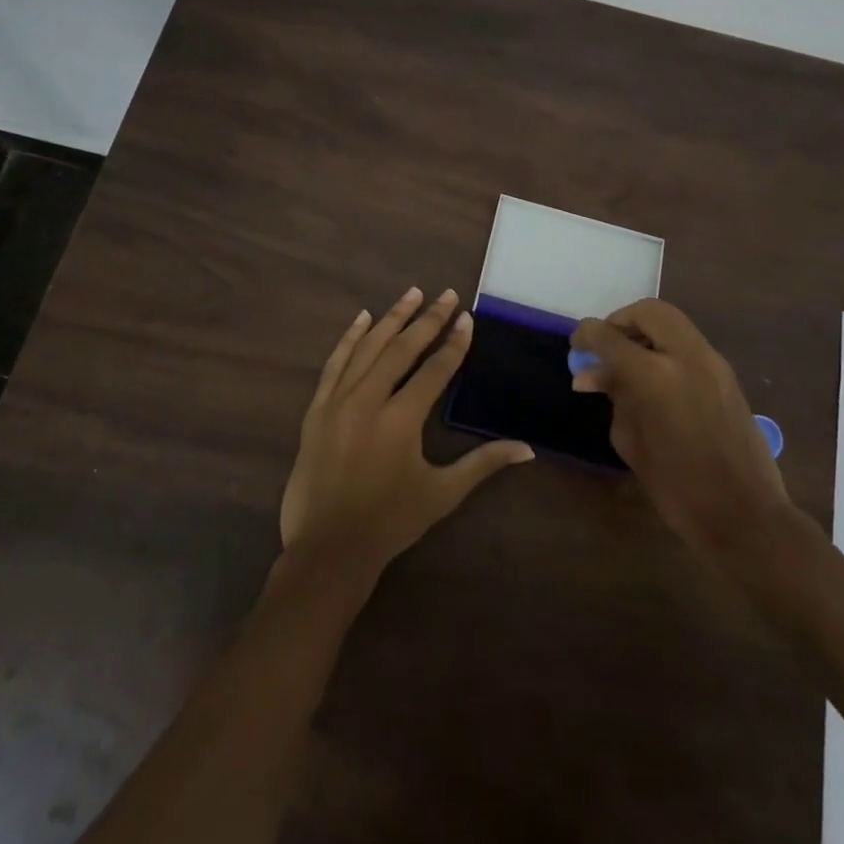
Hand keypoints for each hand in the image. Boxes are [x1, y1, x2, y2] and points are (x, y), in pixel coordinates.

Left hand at [280, 287, 533, 578]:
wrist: (328, 549)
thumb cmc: (390, 522)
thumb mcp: (442, 493)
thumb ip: (483, 464)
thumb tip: (527, 449)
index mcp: (402, 420)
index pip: (434, 370)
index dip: (453, 343)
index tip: (466, 318)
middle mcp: (369, 401)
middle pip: (402, 349)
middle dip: (427, 319)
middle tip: (445, 294)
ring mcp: (338, 402)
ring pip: (368, 348)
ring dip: (391, 319)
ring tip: (412, 294)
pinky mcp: (316, 410)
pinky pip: (334, 364)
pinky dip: (349, 339)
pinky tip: (362, 318)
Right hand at [572, 300, 792, 556]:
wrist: (745, 516)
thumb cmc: (677, 487)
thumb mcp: (631, 441)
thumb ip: (614, 396)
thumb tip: (593, 374)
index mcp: (654, 375)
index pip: (609, 335)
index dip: (586, 335)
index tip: (576, 345)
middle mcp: (686, 357)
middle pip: (649, 311)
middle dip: (622, 321)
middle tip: (607, 346)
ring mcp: (713, 363)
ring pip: (673, 323)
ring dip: (646, 333)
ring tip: (628, 364)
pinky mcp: (727, 376)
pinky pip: (689, 344)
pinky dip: (666, 348)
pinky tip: (654, 379)